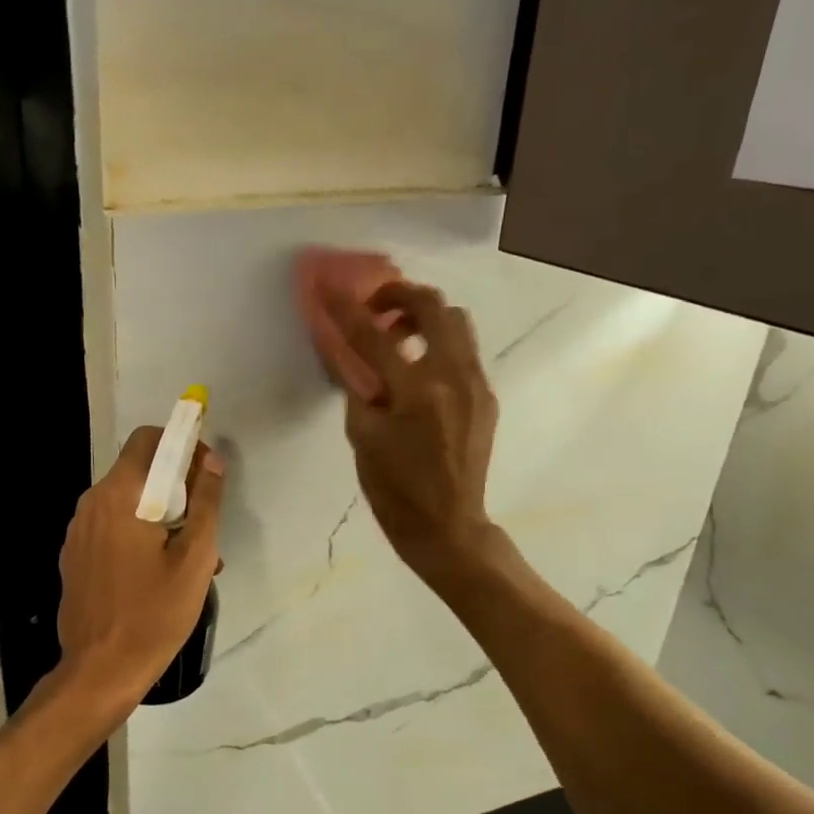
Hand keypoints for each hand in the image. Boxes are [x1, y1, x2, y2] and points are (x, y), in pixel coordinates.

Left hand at [53, 427, 225, 715]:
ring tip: (189, 557)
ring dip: (160, 514)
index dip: (181, 444)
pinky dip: (137, 533)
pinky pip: (111, 527)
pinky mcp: (74, 554)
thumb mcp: (195, 558)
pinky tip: (158, 572)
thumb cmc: (154, 614)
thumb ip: (206, 502)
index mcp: (119, 496)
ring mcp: (78, 530)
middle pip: (138, 471)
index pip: (147, 440)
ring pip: (126, 502)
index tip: (205, 473)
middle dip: (175, 486)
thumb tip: (212, 461)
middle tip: (204, 524)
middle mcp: (91, 503)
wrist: (100, 670)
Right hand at [324, 280, 498, 588]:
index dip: (346, 308)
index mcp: (416, 391)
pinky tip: (417, 371)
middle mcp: (453, 376)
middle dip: (399, 296)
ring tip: (397, 339)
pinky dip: (438, 344)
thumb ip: (359, 389)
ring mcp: (476, 384)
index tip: (328, 287)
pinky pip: (464, 350)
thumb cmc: (395, 490)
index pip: (373, 336)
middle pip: (433, 306)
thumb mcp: (362, 439)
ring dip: (423, 317)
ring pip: (456, 322)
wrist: (448, 526)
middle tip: (374, 310)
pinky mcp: (486, 395)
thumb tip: (354, 357)